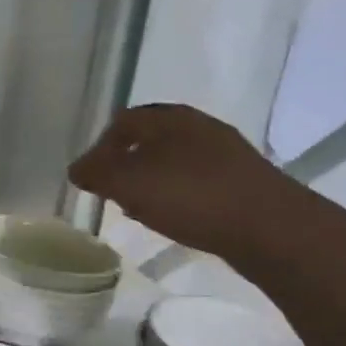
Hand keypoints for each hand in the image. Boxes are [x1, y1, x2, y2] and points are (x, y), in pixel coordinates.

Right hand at [68, 104, 304, 264]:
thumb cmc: (192, 196)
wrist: (269, 226)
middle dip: (126, 164)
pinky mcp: (241, 180)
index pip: (123, 122)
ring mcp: (224, 153)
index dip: (100, 147)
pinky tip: (175, 217)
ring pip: (173, 160)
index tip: (90, 177)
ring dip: (151, 181)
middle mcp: (199, 126)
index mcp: (170, 118)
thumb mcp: (131, 184)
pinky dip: (176, 194)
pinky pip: (196, 180)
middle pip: (150, 139)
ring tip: (139, 208)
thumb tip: (77, 169)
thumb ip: (98, 173)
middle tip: (112, 192)